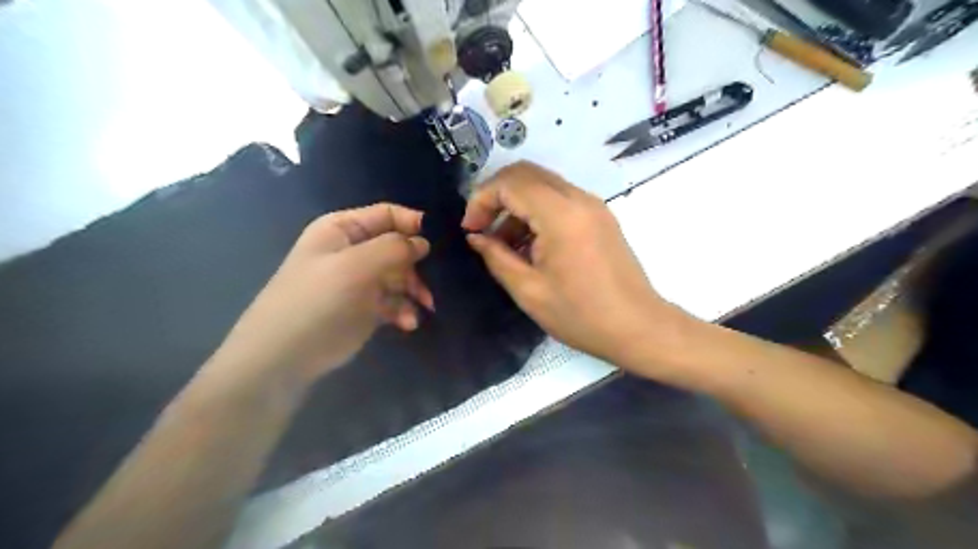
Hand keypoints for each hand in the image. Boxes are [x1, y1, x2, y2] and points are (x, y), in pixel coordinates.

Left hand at [214, 203, 432, 383]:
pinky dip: (404, 310)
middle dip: (416, 265)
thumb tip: (423, 242)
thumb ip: (393, 249)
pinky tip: (407, 323)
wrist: (285, 357)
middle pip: (398, 247)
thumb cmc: (317, 302)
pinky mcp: (366, 307)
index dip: (413, 224)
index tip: (437, 241)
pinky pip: (394, 301)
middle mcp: (353, 250)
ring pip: (400, 276)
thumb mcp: (354, 267)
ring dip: (415, 290)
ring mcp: (360, 280)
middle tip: (430, 283)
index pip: (387, 214)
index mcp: (343, 229)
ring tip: (425, 307)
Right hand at [462, 161, 680, 368]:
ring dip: (516, 204)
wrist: (638, 327)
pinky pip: (560, 199)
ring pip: (543, 184)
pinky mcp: (600, 216)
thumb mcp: (529, 291)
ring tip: (503, 244)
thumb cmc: (581, 315)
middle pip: (526, 173)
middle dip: (496, 195)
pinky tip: (529, 245)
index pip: (510, 182)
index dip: (481, 199)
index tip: (470, 229)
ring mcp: (593, 205)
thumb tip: (476, 237)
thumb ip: (496, 257)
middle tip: (481, 228)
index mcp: (560, 215)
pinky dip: (536, 212)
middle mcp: (579, 198)